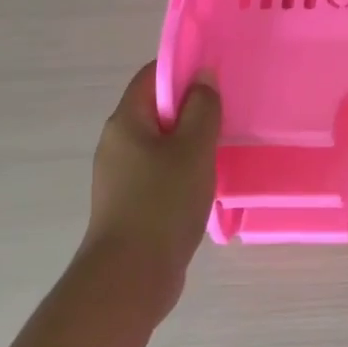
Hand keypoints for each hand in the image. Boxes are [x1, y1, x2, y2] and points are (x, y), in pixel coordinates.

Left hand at [83, 62, 220, 320]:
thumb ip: (202, 108)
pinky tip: (208, 182)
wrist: (130, 278)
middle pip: (157, 109)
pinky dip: (185, 169)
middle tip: (229, 112)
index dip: (184, 68)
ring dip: (192, 141)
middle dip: (193, 107)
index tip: (218, 75)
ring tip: (225, 147)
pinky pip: (161, 171)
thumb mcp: (193, 148)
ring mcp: (122, 176)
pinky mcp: (132, 203)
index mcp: (126, 122)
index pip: (152, 76)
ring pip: (162, 143)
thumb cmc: (162, 203)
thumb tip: (203, 76)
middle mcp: (118, 143)